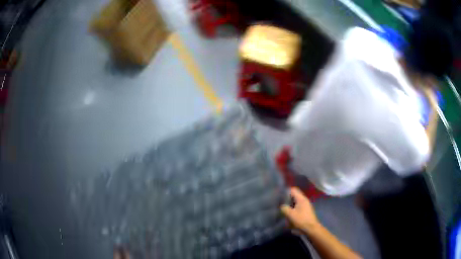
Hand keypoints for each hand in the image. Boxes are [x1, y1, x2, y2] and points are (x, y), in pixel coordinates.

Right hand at [280, 187, 319, 233]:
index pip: (293, 190)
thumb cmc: (301, 220)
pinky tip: (289, 213)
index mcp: (301, 199)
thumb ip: (284, 208)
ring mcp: (306, 205)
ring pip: (296, 201)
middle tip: (279, 202)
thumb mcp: (290, 214)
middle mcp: (304, 200)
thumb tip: (281, 206)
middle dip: (287, 198)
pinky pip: (298, 206)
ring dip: (290, 204)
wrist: (311, 229)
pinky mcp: (305, 211)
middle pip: (294, 195)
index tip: (279, 195)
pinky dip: (293, 208)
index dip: (286, 191)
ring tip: (283, 208)